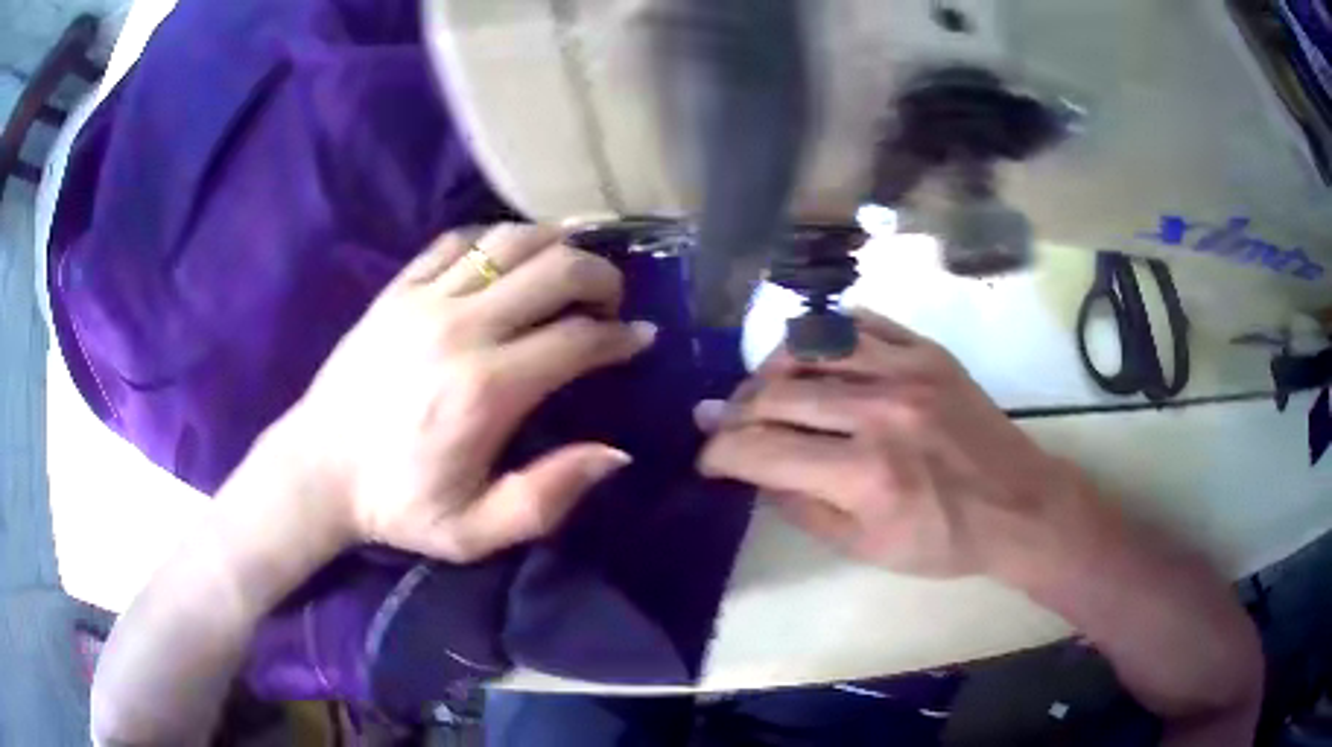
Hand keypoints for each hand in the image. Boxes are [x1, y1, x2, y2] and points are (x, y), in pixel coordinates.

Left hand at [275, 224, 655, 561]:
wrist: (317, 472)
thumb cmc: (398, 505)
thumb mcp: (476, 531)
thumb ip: (548, 497)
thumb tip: (615, 452)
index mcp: (488, 390)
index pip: (579, 338)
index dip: (621, 336)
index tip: (640, 340)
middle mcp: (462, 329)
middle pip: (555, 269)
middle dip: (601, 276)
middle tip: (611, 300)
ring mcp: (425, 300)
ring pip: (510, 240)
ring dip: (556, 244)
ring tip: (570, 267)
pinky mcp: (397, 289)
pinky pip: (457, 240)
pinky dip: (495, 240)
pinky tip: (508, 260)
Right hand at [697, 311, 1097, 579]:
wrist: (1018, 504)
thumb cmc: (944, 540)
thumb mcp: (866, 549)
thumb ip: (802, 509)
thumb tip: (755, 472)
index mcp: (864, 475)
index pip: (760, 451)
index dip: (719, 453)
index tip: (707, 458)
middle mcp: (879, 412)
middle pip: (776, 394)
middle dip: (733, 412)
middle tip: (722, 424)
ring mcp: (906, 371)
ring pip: (810, 347)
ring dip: (770, 368)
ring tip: (761, 388)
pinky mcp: (927, 351)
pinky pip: (860, 322)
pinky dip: (824, 334)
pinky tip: (811, 354)